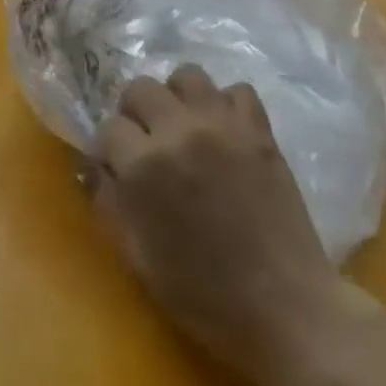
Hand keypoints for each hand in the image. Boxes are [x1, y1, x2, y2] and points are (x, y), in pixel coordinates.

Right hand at [90, 65, 353, 373]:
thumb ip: (111, 206)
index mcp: (144, 167)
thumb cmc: (206, 298)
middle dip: (134, 113)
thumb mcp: (140, 261)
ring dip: (177, 98)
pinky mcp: (259, 129)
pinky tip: (225, 133)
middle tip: (145, 142)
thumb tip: (99, 170)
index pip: (109, 129)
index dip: (108, 150)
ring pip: (187, 75)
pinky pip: (237, 90)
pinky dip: (226, 105)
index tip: (116, 168)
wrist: (286, 310)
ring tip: (183, 127)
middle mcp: (179, 131)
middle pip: (140, 88)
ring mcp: (222, 124)